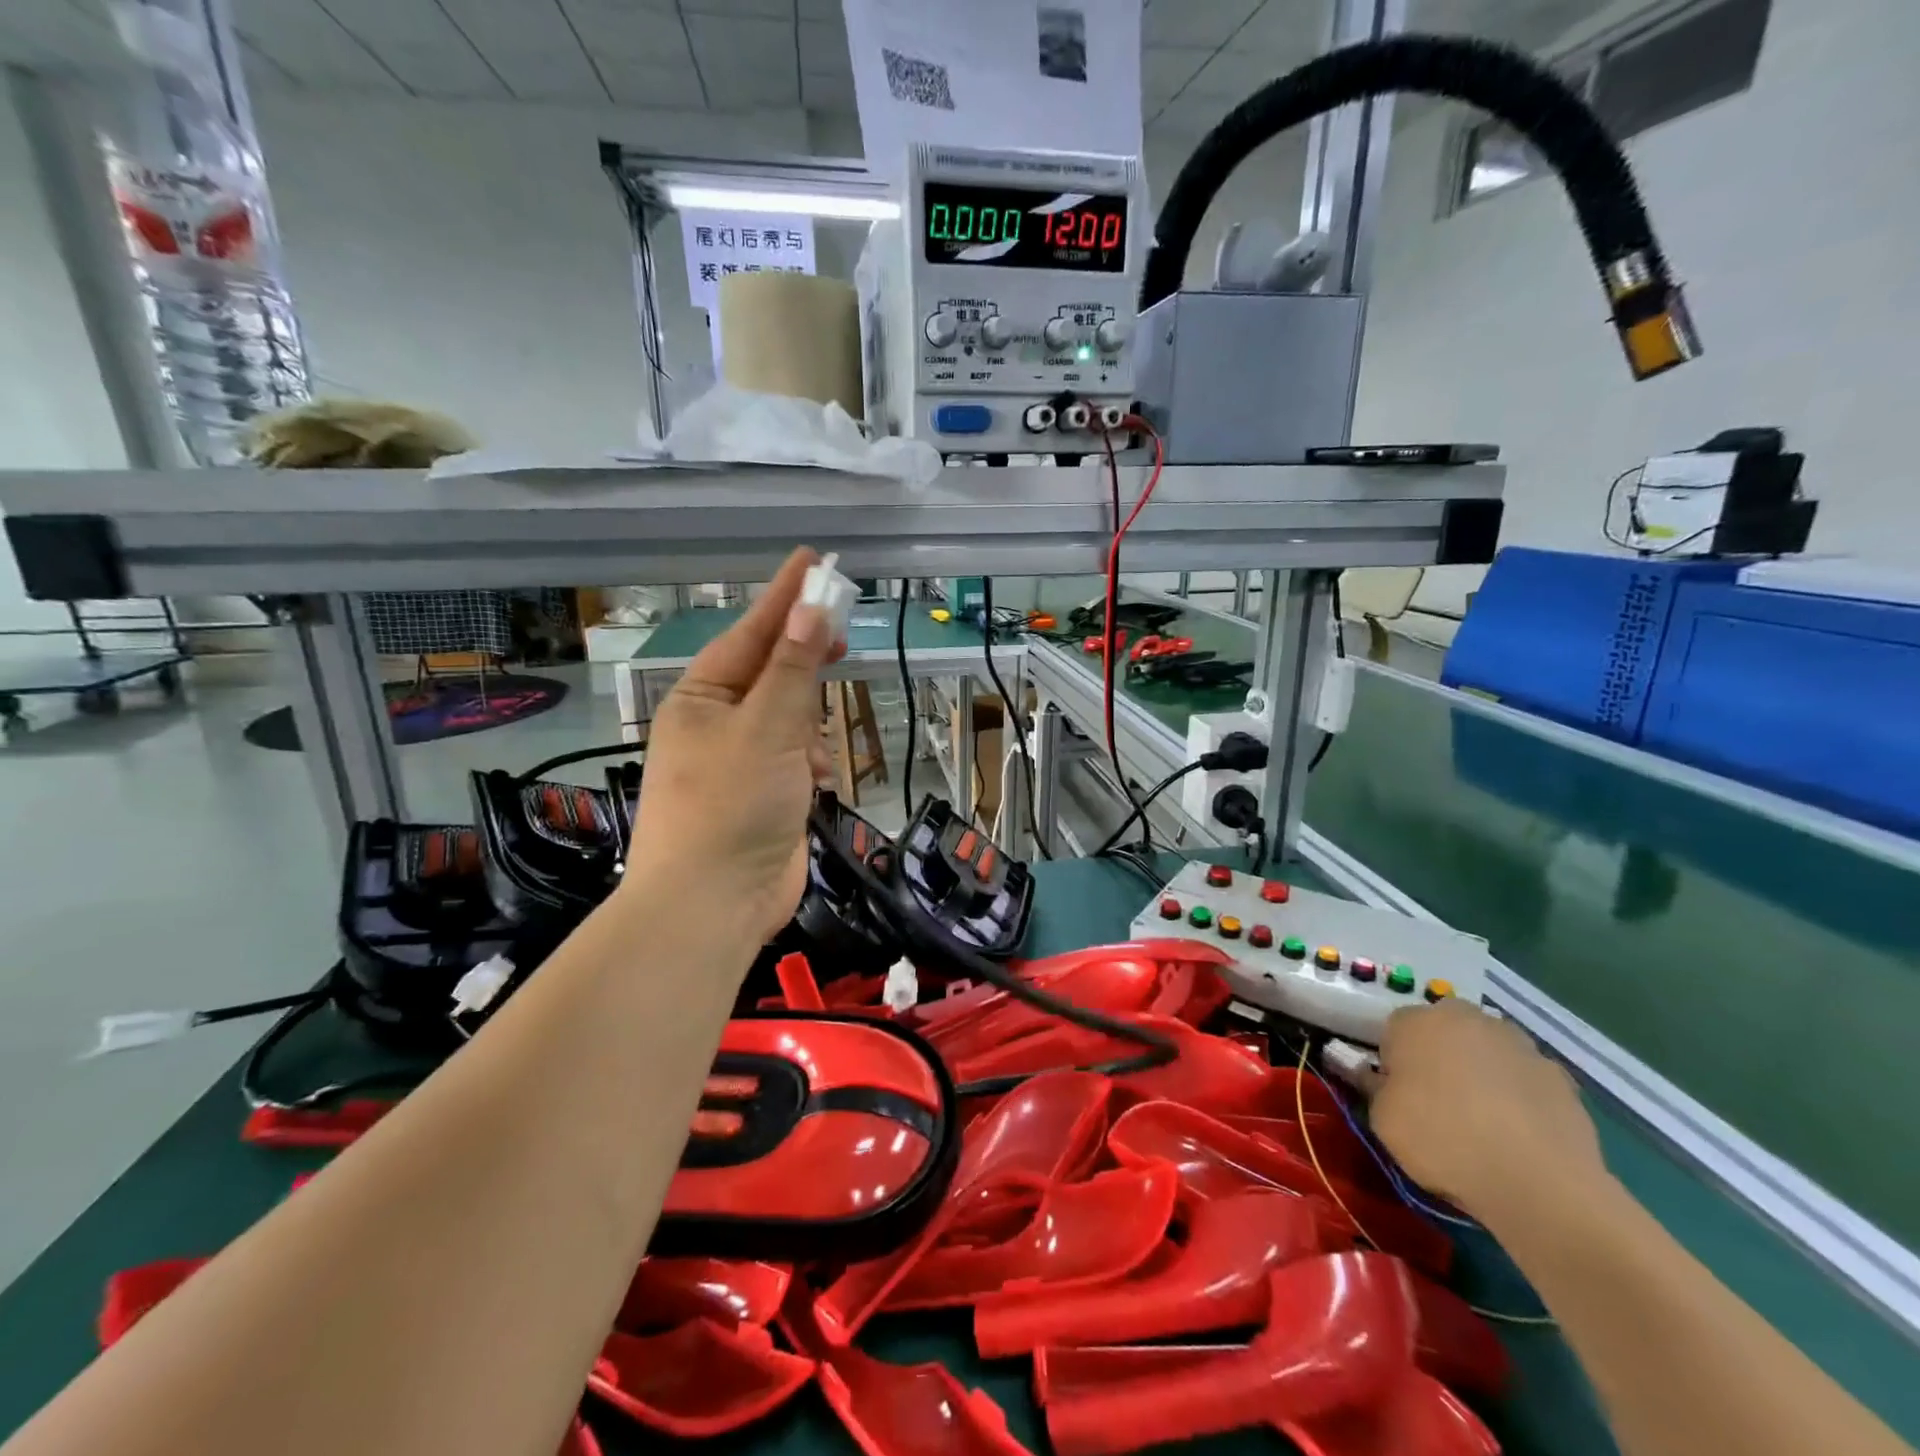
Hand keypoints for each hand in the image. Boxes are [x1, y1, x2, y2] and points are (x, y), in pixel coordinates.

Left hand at [625, 549, 842, 949]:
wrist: (713, 904)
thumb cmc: (732, 805)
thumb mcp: (767, 728)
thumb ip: (793, 669)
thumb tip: (809, 608)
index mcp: (701, 697)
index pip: (751, 633)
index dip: (785, 597)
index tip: (814, 562)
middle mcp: (716, 723)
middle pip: (770, 674)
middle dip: (804, 664)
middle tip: (842, 638)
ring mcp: (739, 762)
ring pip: (788, 719)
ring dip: (809, 727)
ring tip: (813, 754)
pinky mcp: (761, 796)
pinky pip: (793, 759)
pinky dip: (808, 763)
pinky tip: (815, 782)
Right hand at [1367, 1000, 1606, 1224]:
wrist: (1539, 1184)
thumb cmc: (1442, 1140)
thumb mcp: (1382, 1119)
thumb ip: (1372, 1086)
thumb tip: (1369, 1073)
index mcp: (1416, 1021)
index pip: (1394, 1030)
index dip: (1394, 1062)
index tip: (1398, 1093)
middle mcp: (1466, 1018)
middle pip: (1444, 1031)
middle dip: (1439, 1056)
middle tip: (1438, 1101)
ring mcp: (1518, 1043)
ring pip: (1487, 1050)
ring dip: (1481, 1071)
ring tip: (1483, 1121)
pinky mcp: (1559, 1075)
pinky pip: (1525, 1078)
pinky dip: (1519, 1095)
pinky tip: (1519, 1133)